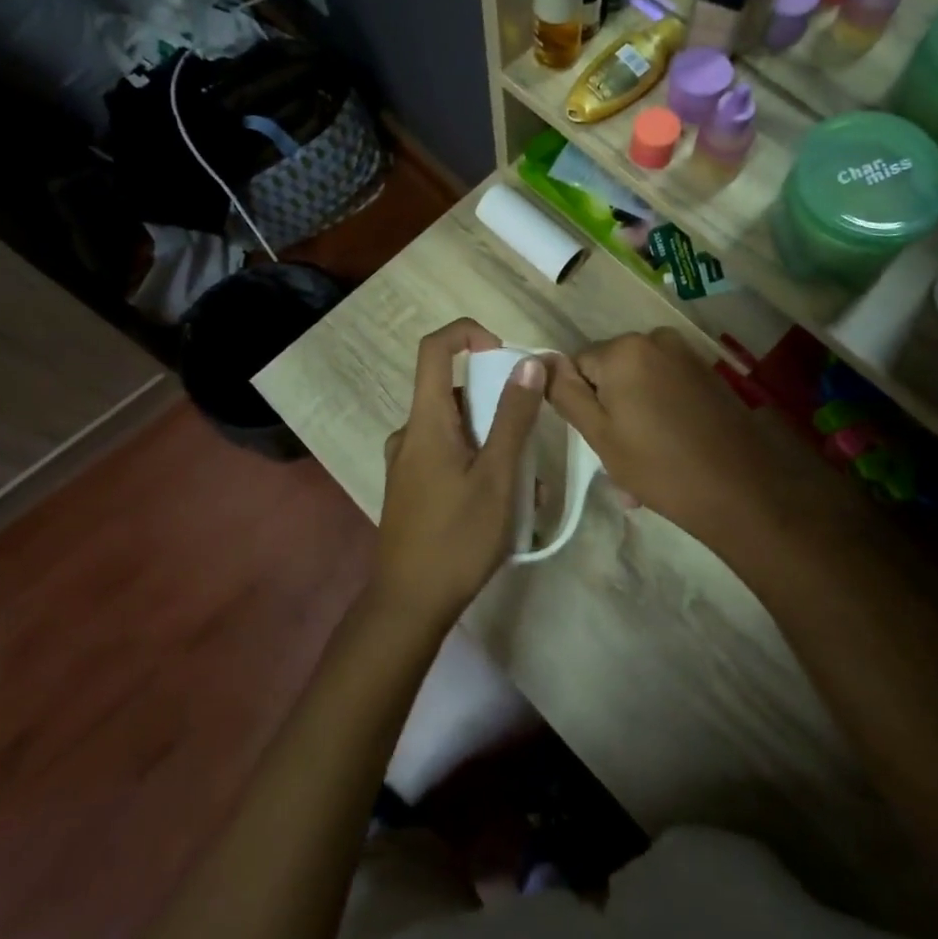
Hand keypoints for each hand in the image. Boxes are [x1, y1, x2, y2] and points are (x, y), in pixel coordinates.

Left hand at [375, 319, 544, 621]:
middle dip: (497, 404)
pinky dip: (478, 463)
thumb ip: (513, 418)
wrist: (409, 604)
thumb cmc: (456, 538)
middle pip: (454, 392)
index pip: (435, 348)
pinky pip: (448, 455)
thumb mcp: (497, 477)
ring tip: (526, 484)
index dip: (468, 333)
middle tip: (530, 438)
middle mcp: (410, 433)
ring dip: (493, 441)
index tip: (503, 352)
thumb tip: (529, 363)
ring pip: (456, 428)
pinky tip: (503, 503)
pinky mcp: (411, 486)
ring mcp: (407, 462)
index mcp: (425, 421)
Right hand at [543, 329, 809, 547]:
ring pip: (639, 383)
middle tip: (617, 458)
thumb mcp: (599, 434)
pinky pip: (666, 388)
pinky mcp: (708, 374)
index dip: (581, 404)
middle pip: (610, 372)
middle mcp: (656, 339)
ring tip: (642, 465)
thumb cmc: (659, 466)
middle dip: (608, 410)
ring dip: (633, 417)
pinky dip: (659, 414)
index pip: (577, 366)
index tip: (594, 440)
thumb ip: (565, 393)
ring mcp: (686, 355)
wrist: (742, 492)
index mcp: (624, 349)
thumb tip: (541, 362)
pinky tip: (668, 450)